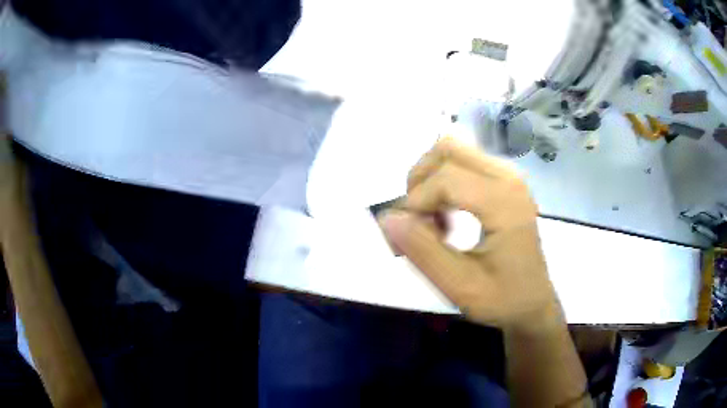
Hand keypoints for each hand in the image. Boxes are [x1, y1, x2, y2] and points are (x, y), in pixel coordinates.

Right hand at [379, 138, 561, 329]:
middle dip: (420, 180)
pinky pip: (464, 164)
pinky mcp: (505, 183)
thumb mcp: (459, 285)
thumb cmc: (502, 299)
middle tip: (415, 221)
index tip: (404, 238)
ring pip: (454, 151)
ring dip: (431, 181)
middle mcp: (509, 177)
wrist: (532, 303)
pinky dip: (444, 183)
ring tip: (431, 222)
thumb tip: (387, 217)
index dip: (415, 203)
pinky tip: (446, 218)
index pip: (445, 178)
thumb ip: (422, 250)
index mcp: (504, 201)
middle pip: (448, 148)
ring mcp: (509, 177)